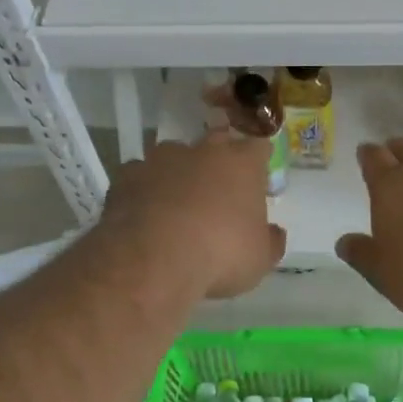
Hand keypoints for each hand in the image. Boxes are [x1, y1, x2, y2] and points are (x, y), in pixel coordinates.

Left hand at [99, 132, 285, 298]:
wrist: (154, 258)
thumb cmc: (220, 254)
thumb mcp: (259, 259)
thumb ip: (270, 241)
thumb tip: (275, 233)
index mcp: (242, 164)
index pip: (258, 147)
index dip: (258, 160)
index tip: (257, 177)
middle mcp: (203, 151)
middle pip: (216, 142)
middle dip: (218, 160)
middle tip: (218, 188)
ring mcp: (161, 159)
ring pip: (174, 156)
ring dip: (177, 173)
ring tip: (176, 202)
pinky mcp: (127, 175)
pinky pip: (139, 176)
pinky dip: (144, 189)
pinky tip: (143, 212)